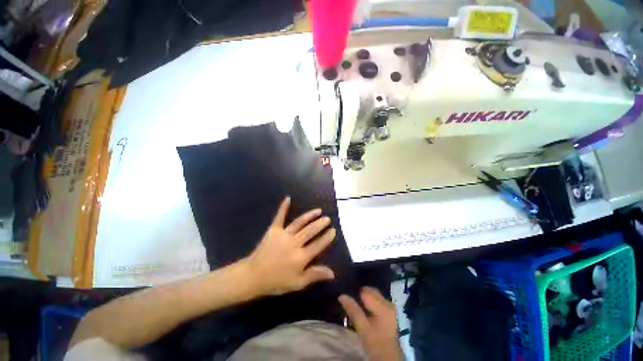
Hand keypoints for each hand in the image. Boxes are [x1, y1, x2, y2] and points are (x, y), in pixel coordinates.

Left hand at [244, 197, 336, 296]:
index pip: (318, 245)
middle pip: (310, 231)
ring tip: (318, 210)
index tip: (333, 230)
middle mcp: (294, 243)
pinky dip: (283, 207)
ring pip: (300, 223)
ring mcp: (283, 235)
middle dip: (320, 224)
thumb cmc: (276, 281)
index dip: (327, 237)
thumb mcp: (297, 283)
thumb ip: (314, 275)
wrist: (253, 276)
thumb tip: (332, 273)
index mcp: (300, 257)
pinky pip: (280, 217)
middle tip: (327, 218)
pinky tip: (288, 198)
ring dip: (310, 216)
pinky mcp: (273, 230)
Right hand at [339, 287, 402, 360]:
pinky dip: (368, 300)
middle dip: (359, 294)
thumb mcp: (362, 328)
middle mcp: (387, 302)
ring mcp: (389, 305)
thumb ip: (353, 310)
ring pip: (372, 293)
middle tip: (350, 301)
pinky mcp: (388, 308)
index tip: (346, 296)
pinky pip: (375, 298)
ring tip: (355, 304)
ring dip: (363, 297)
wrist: (388, 356)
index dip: (355, 292)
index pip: (365, 291)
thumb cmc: (375, 343)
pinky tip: (363, 308)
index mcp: (383, 306)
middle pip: (370, 290)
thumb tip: (341, 295)